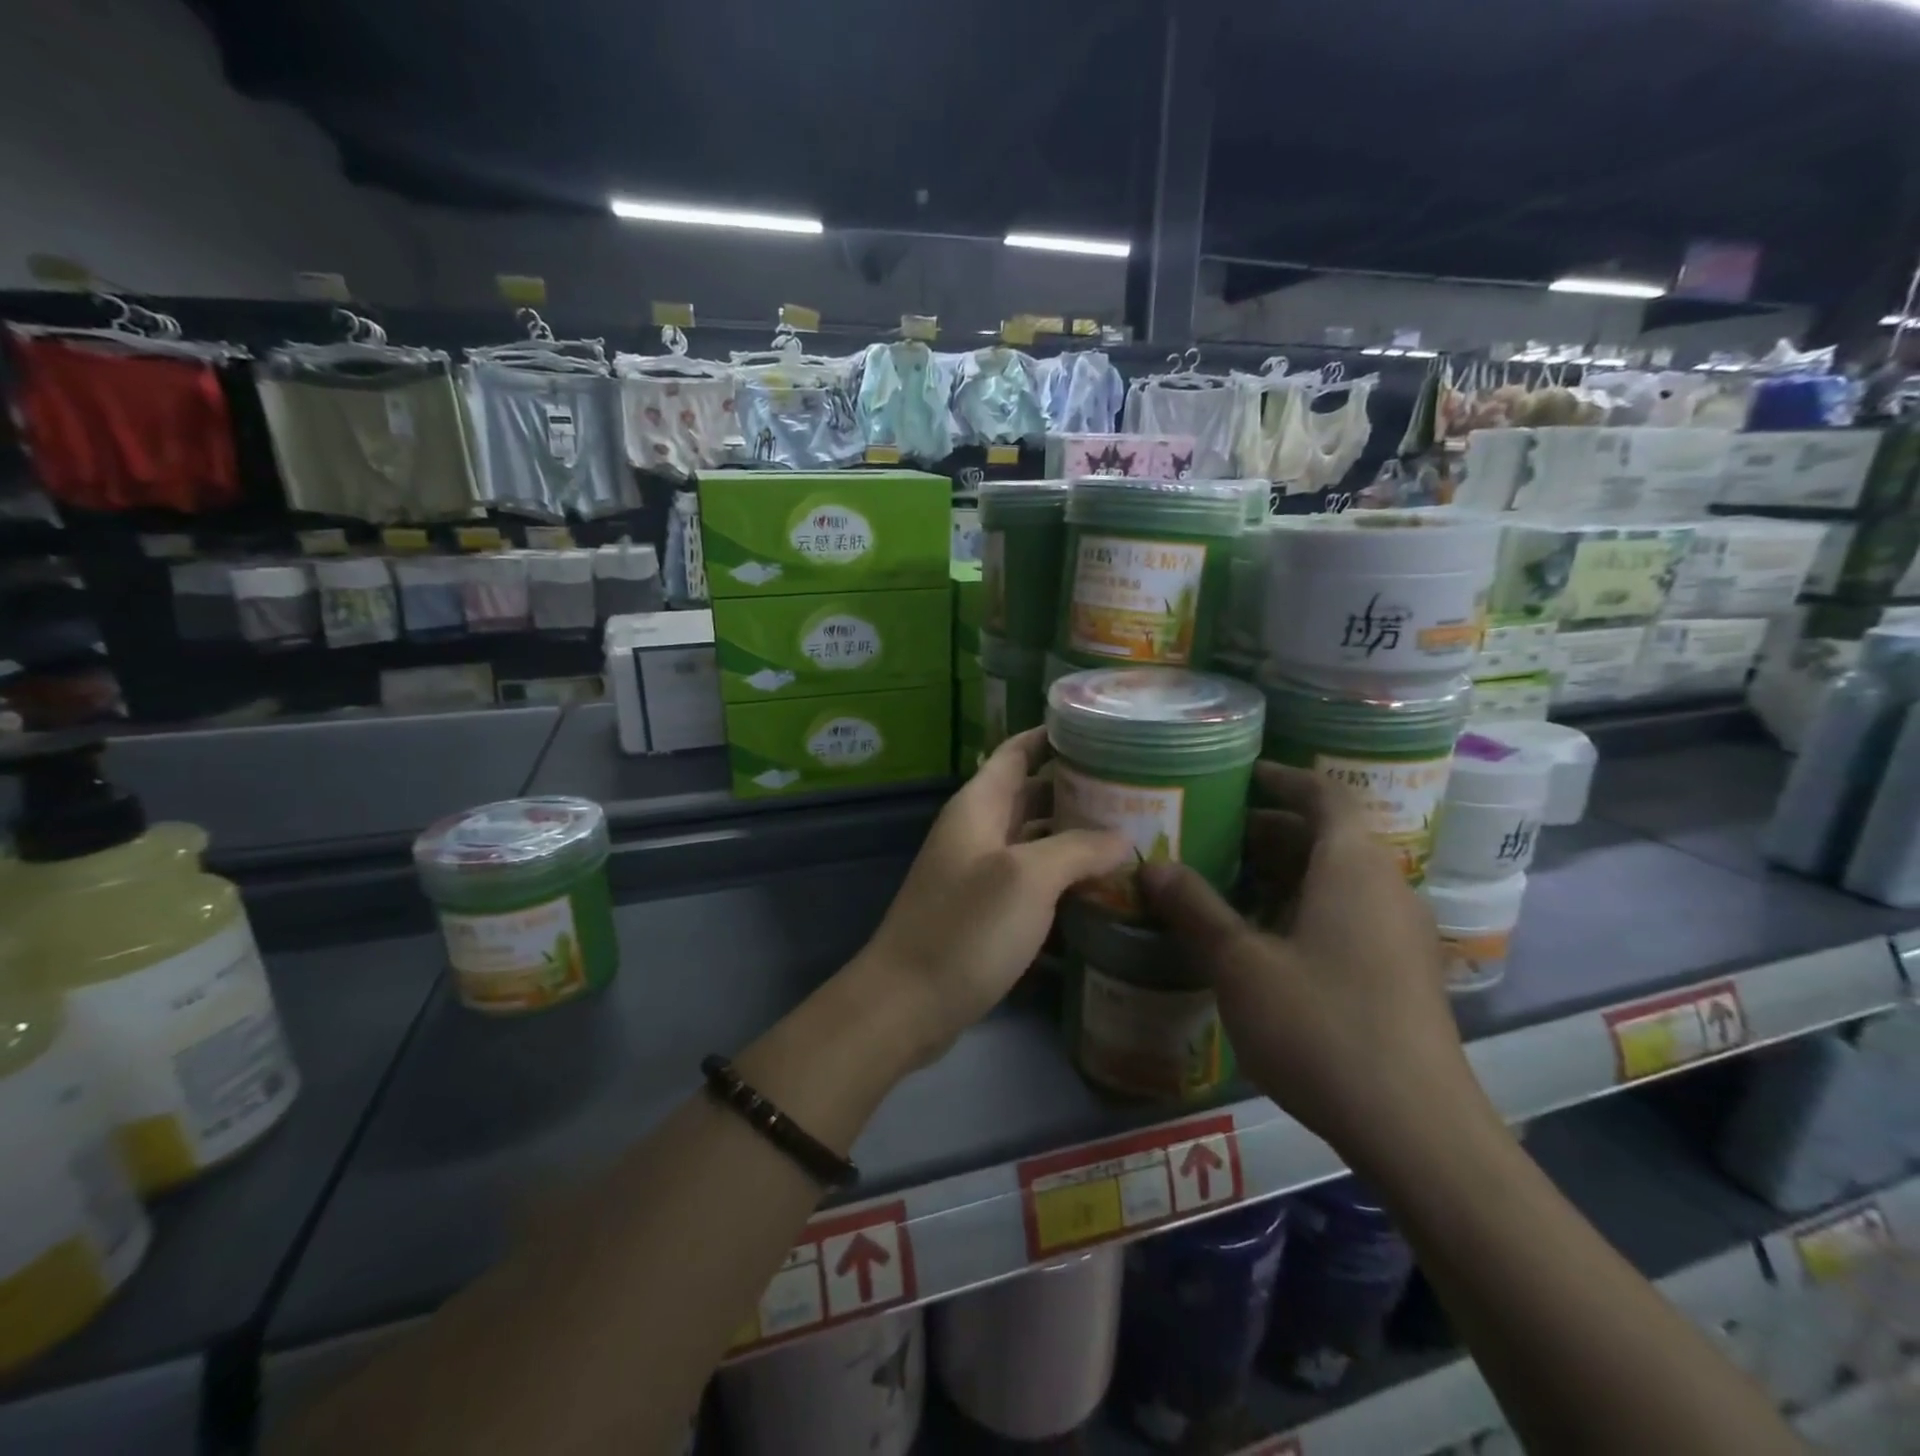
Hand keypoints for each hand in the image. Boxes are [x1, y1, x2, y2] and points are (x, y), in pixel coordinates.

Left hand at [852, 729, 1130, 1066]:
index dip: (1052, 736)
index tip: (1102, 732)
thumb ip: (1077, 849)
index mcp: (978, 806)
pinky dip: (1063, 878)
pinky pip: (1031, 881)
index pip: (1017, 752)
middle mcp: (977, 831)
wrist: (908, 1003)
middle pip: (1031, 795)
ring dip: (1075, 837)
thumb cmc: (965, 929)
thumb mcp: (1027, 879)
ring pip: (1034, 840)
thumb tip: (1122, 837)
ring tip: (1132, 836)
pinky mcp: (986, 912)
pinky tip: (1102, 889)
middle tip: (1137, 791)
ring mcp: (980, 874)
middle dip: (1078, 790)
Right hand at [1141, 763, 1492, 1169]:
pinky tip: (1264, 939)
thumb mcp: (1241, 964)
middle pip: (1328, 837)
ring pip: (1337, 879)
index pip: (1325, 795)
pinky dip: (1304, 907)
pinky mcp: (1401, 973)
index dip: (1284, 779)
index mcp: (1352, 867)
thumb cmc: (1322, 1025)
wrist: (1417, 1129)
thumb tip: (1153, 866)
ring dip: (1285, 872)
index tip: (1243, 775)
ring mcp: (1400, 933)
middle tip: (1213, 835)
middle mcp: (1385, 887)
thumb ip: (1195, 909)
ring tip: (1227, 884)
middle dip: (1270, 830)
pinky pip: (1348, 914)